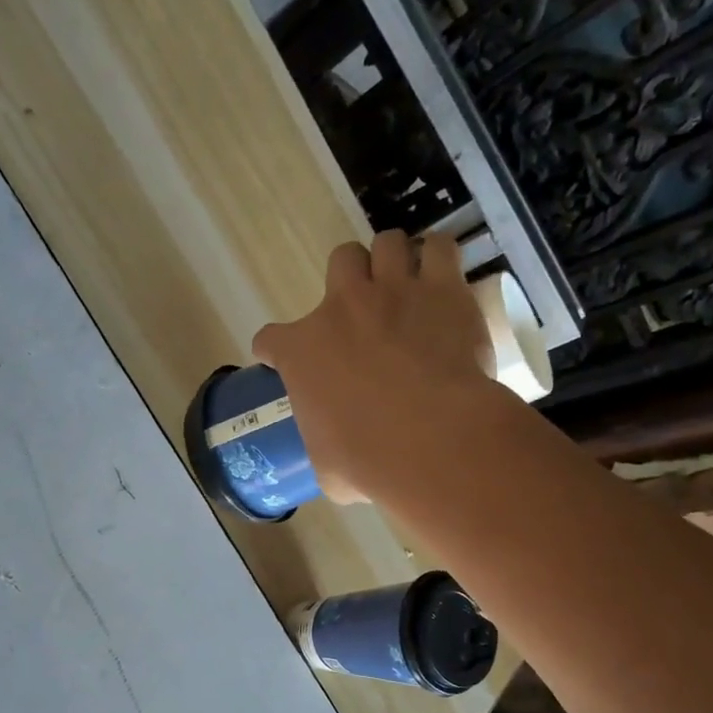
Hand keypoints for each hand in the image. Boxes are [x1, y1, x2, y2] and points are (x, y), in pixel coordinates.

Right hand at [252, 231, 492, 503]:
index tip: (279, 358)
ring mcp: (393, 291)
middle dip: (349, 279)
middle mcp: (341, 308)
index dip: (273, 349)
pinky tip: (443, 276)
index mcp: (302, 352)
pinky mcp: (442, 289)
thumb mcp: (328, 467)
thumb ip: (326, 451)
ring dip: (393, 260)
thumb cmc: (367, 460)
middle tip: (363, 308)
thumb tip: (339, 470)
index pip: (270, 339)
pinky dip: (439, 258)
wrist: (429, 439)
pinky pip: (439, 248)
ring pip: (386, 242)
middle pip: (338, 262)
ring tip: (406, 283)